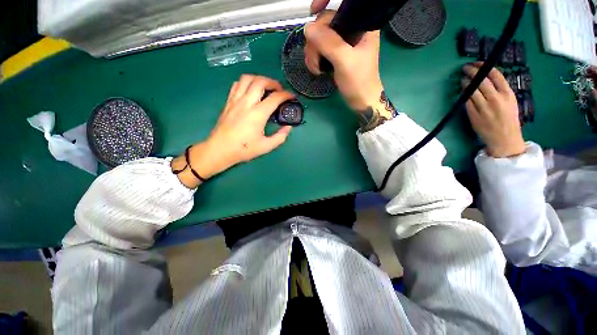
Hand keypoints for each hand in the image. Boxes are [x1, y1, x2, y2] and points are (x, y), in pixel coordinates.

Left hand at [173, 75, 293, 187]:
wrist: (220, 149)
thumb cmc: (244, 149)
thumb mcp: (266, 146)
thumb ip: (280, 136)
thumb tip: (288, 127)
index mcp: (258, 114)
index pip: (275, 98)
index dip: (286, 95)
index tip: (292, 96)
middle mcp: (246, 103)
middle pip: (261, 81)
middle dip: (273, 82)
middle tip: (279, 90)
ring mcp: (235, 100)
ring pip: (247, 78)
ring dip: (259, 79)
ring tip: (266, 87)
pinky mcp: (228, 101)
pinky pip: (237, 84)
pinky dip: (247, 82)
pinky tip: (251, 90)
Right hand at [303, 10, 387, 116]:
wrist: (360, 100)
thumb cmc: (358, 82)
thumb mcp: (345, 62)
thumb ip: (329, 43)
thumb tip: (307, 28)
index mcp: (361, 25)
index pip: (339, 7)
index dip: (324, 7)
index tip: (311, 13)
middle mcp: (351, 29)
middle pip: (324, 24)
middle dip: (315, 42)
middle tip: (315, 62)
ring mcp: (342, 42)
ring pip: (319, 38)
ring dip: (312, 53)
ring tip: (316, 69)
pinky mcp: (336, 53)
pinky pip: (319, 49)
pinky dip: (314, 58)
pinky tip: (316, 69)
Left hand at [462, 63, 525, 157]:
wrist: (504, 138)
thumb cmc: (508, 119)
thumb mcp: (511, 101)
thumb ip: (501, 90)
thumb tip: (487, 78)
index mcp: (508, 94)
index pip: (495, 75)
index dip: (484, 67)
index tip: (477, 63)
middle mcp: (496, 99)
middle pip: (481, 81)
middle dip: (472, 72)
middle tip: (465, 68)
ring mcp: (484, 107)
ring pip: (472, 90)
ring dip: (465, 82)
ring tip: (463, 78)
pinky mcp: (473, 115)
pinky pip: (467, 101)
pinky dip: (463, 94)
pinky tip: (462, 90)